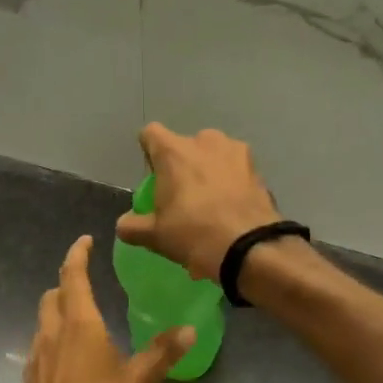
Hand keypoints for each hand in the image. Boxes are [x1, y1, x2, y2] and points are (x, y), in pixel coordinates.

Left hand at [17, 236, 192, 382]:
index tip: (86, 241)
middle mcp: (52, 332)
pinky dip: (52, 341)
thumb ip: (164, 352)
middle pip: (52, 295)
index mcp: (79, 323)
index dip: (78, 254)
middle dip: (66, 283)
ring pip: (43, 321)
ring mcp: (36, 356)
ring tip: (79, 322)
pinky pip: (39, 347)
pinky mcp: (29, 379)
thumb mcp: (141, 380)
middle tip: (84, 283)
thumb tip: (189, 328)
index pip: (73, 275)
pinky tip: (67, 361)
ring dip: (57, 312)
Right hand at [116, 124, 280, 281]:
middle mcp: (204, 141)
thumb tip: (124, 224)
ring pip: (213, 155)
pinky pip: (236, 170)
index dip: (149, 152)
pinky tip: (231, 209)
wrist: (249, 247)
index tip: (153, 177)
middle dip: (182, 165)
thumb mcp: (154, 236)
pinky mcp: (258, 168)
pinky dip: (231, 183)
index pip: (151, 134)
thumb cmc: (193, 234)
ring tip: (211, 203)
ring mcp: (235, 151)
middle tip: (183, 196)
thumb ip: (132, 226)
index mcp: (173, 151)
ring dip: (209, 171)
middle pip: (185, 145)